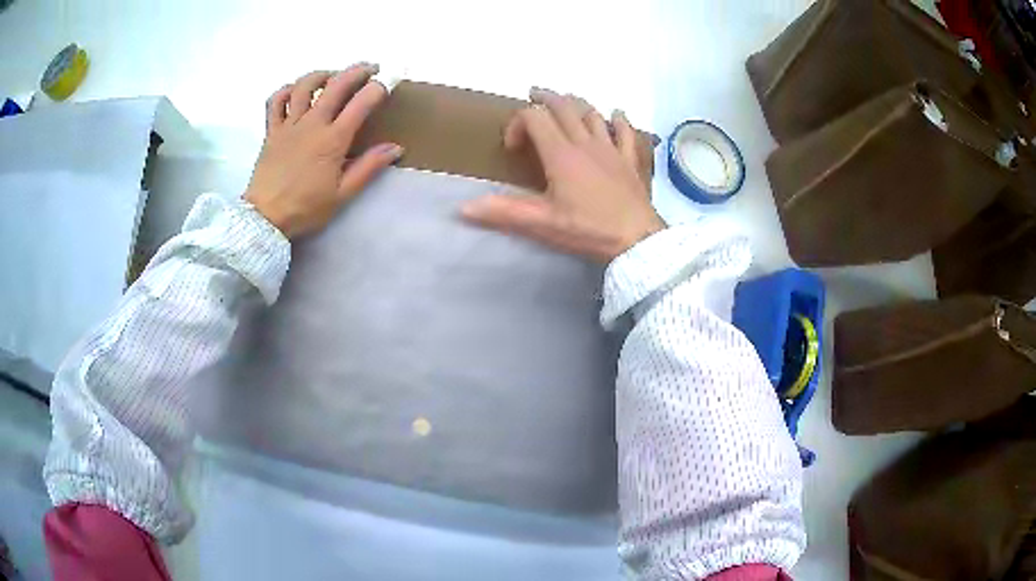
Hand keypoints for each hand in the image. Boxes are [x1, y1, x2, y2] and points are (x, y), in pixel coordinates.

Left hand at [245, 64, 401, 238]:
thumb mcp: (342, 194)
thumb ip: (368, 168)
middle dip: (357, 71)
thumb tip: (395, 148)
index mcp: (332, 140)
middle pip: (335, 85)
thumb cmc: (305, 208)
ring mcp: (289, 125)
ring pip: (304, 86)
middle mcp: (312, 124)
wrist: (265, 218)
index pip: (361, 103)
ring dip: (322, 74)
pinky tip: (295, 90)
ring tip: (333, 75)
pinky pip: (276, 101)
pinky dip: (286, 90)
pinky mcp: (272, 131)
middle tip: (370, 68)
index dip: (378, 89)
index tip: (388, 86)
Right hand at [461, 88, 664, 263]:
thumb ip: (504, 212)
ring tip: (566, 104)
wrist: (637, 240)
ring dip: (576, 104)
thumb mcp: (543, 223)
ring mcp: (611, 148)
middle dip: (545, 98)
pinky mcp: (630, 159)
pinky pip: (626, 131)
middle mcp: (585, 142)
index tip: (513, 147)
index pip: (534, 118)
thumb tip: (463, 207)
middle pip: (563, 107)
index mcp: (560, 154)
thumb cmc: (589, 229)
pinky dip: (618, 120)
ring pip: (592, 113)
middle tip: (533, 96)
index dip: (517, 123)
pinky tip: (616, 115)